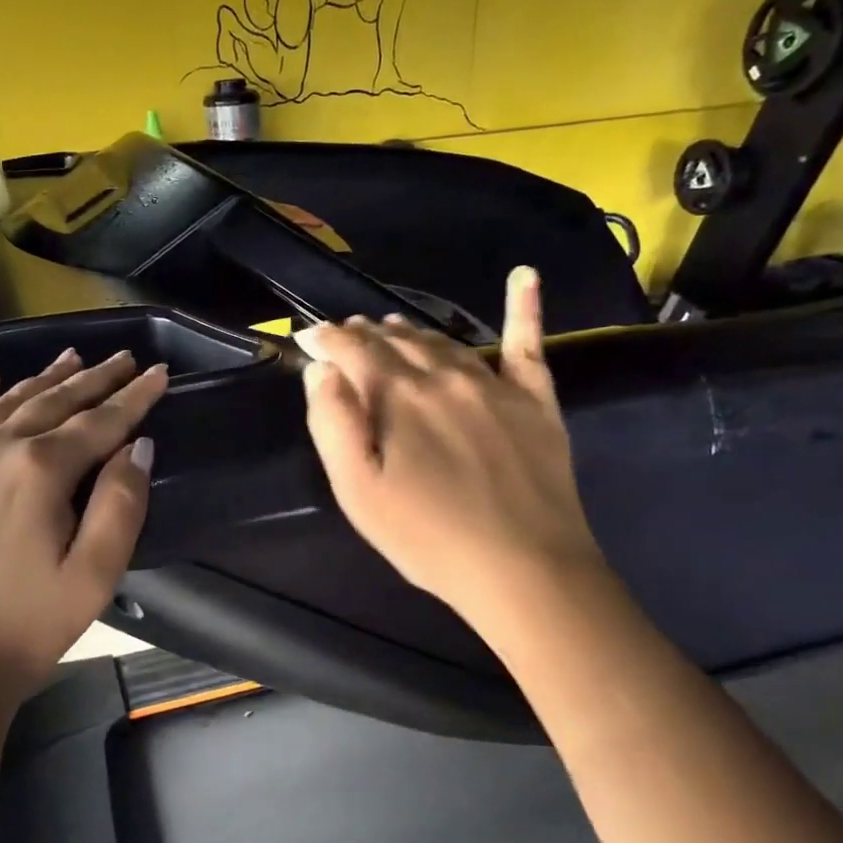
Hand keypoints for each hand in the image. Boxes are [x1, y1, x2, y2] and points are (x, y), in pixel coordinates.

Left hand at [0, 349, 168, 714]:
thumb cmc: (27, 627)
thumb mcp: (96, 575)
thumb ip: (122, 504)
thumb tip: (138, 446)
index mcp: (37, 471)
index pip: (99, 422)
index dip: (134, 397)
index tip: (158, 372)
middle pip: (53, 402)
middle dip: (95, 379)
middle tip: (123, 358)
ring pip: (6, 404)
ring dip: (43, 379)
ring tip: (73, 358)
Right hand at [298, 267, 604, 633]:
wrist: (525, 567)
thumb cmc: (428, 537)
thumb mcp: (358, 491)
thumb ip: (333, 423)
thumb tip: (322, 369)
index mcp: (398, 395)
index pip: (352, 349)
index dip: (325, 339)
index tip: (307, 338)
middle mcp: (444, 375)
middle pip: (396, 341)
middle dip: (365, 336)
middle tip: (347, 339)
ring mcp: (494, 384)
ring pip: (444, 342)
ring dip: (411, 334)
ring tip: (391, 331)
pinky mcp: (535, 400)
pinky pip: (527, 344)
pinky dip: (525, 307)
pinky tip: (525, 275)